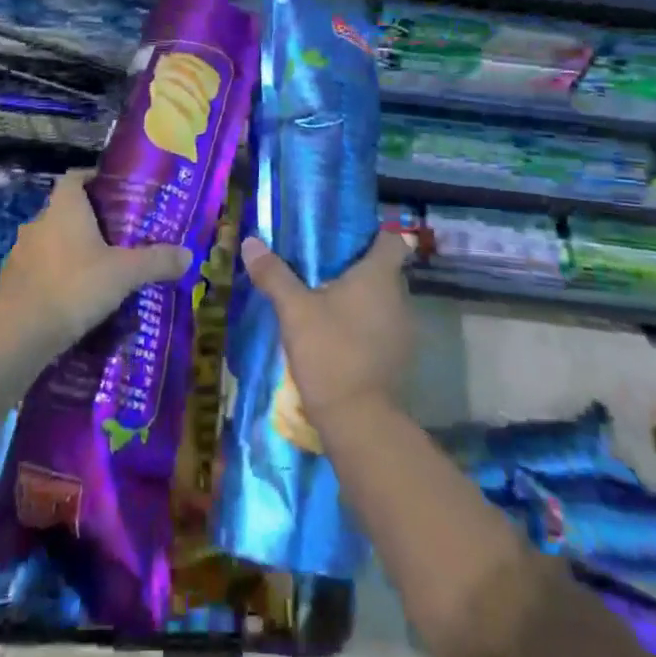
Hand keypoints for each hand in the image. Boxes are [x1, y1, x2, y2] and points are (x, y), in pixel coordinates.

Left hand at [0, 169, 190, 359]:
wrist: (17, 335)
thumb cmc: (73, 287)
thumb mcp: (124, 273)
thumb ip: (156, 261)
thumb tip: (188, 254)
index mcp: (64, 207)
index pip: (76, 177)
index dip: (95, 179)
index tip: (118, 193)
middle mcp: (39, 222)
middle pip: (67, 210)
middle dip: (91, 220)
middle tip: (120, 236)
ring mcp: (21, 252)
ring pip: (53, 241)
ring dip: (73, 251)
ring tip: (102, 269)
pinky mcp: (13, 282)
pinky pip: (41, 270)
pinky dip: (58, 277)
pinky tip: (77, 298)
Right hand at [240, 231, 413, 430]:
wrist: (358, 421)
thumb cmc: (330, 351)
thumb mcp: (294, 310)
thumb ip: (274, 274)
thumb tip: (251, 242)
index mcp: (379, 277)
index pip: (392, 241)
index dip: (374, 235)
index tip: (348, 238)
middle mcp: (400, 299)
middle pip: (386, 271)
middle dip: (359, 268)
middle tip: (324, 268)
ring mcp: (404, 332)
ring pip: (384, 302)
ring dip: (362, 300)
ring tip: (327, 302)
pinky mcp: (400, 359)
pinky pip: (384, 329)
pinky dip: (366, 327)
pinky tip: (338, 336)